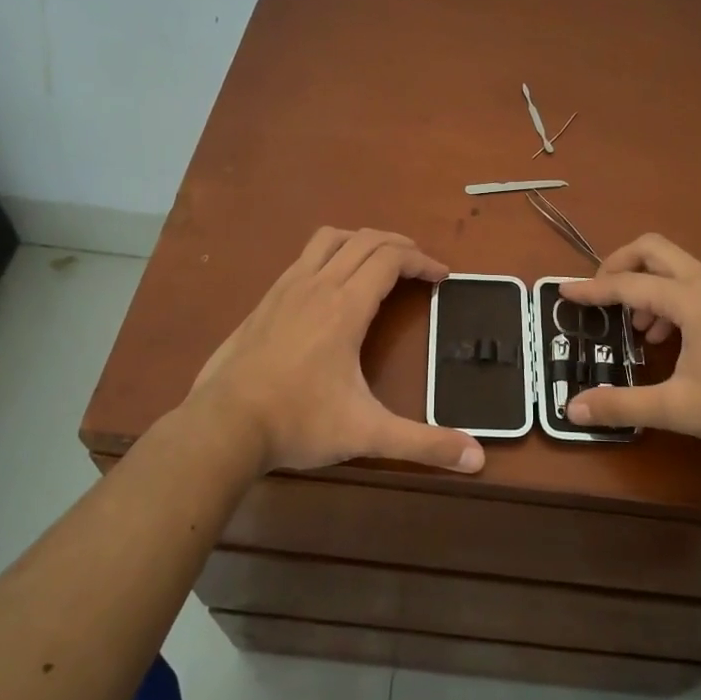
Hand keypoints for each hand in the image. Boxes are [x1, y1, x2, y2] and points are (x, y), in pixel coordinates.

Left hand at [189, 227, 484, 475]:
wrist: (223, 425)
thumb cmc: (299, 423)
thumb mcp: (368, 435)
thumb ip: (423, 444)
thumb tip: (478, 459)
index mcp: (346, 306)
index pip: (391, 259)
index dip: (423, 261)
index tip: (443, 277)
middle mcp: (317, 285)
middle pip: (365, 240)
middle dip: (400, 245)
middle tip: (421, 266)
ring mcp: (286, 288)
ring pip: (329, 239)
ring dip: (362, 240)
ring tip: (380, 261)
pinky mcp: (265, 300)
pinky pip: (304, 257)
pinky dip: (330, 254)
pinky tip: (331, 285)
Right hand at [560, 234, 700, 454]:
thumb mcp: (679, 409)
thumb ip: (622, 405)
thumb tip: (573, 408)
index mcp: (691, 299)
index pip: (628, 284)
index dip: (592, 289)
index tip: (563, 292)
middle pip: (653, 249)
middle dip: (619, 265)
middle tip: (601, 297)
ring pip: (675, 267)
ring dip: (646, 285)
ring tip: (637, 330)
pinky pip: (693, 284)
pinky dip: (669, 298)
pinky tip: (670, 339)